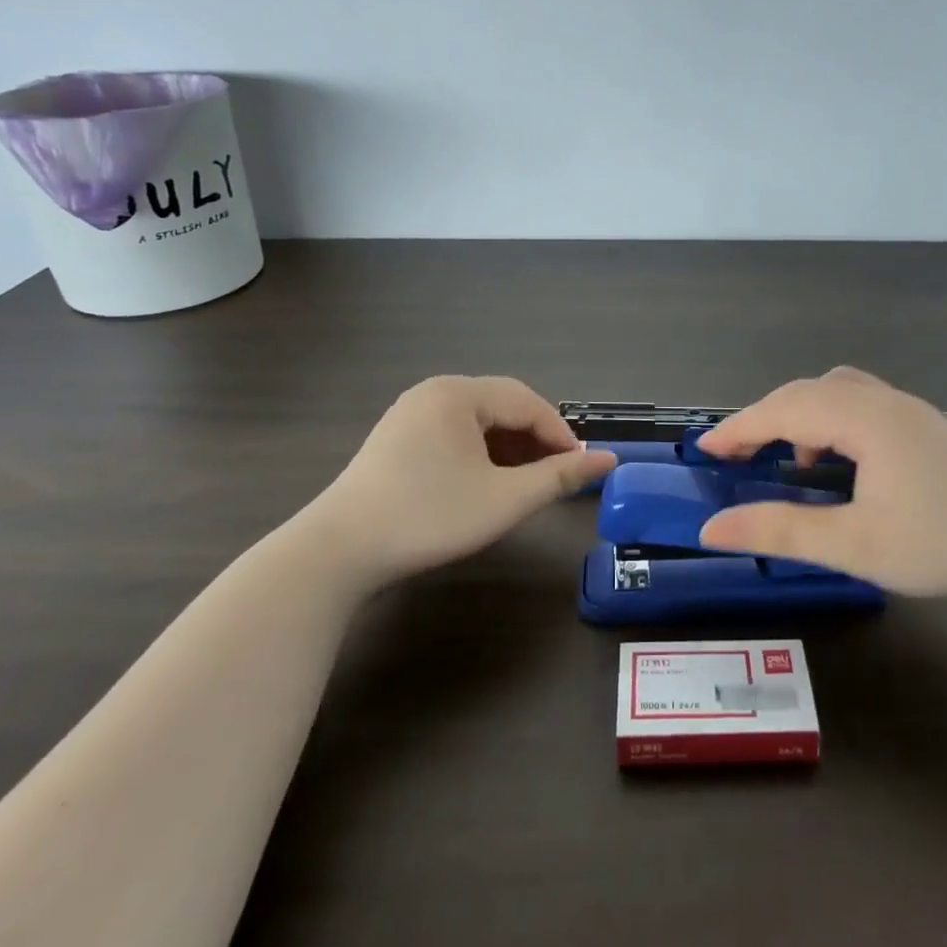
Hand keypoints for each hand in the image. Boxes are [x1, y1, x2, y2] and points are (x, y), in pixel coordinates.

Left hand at [305, 375, 615, 582]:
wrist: (338, 553)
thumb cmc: (430, 516)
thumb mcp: (505, 499)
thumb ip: (559, 476)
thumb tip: (608, 459)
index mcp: (458, 394)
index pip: (527, 403)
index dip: (561, 435)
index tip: (581, 469)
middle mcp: (433, 393)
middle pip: (502, 408)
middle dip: (535, 442)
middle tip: (557, 478)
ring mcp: (409, 416)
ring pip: (478, 424)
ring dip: (509, 450)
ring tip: (526, 485)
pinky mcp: (395, 441)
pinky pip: (453, 437)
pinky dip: (480, 456)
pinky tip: (486, 485)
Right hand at [695, 367, 946, 604]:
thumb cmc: (943, 544)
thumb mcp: (854, 545)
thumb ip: (780, 531)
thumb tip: (712, 529)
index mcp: (863, 419)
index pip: (782, 410)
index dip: (738, 428)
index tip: (703, 450)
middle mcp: (883, 400)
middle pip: (806, 392)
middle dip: (764, 418)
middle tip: (734, 455)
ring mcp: (909, 409)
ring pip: (835, 392)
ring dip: (800, 416)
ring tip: (789, 460)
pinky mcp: (925, 425)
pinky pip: (860, 404)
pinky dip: (831, 421)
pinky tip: (841, 464)